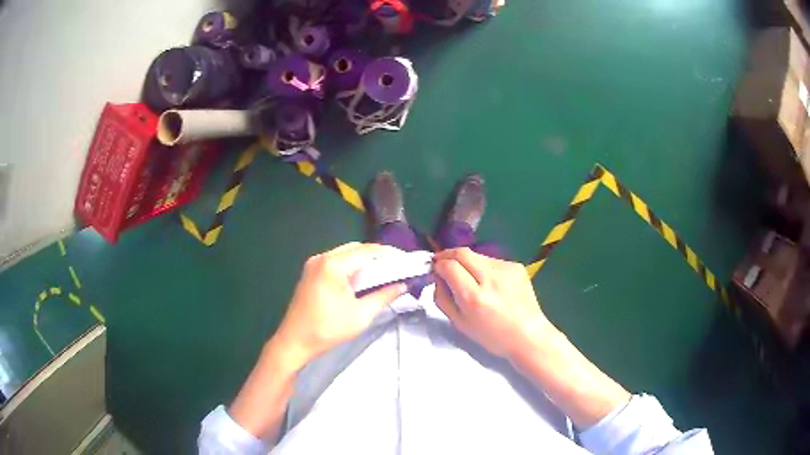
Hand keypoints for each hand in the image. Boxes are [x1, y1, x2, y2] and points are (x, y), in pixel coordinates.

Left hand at [273, 242, 407, 367]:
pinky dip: (350, 265)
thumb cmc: (328, 329)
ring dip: (363, 260)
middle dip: (376, 256)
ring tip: (382, 273)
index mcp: (333, 265)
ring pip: (345, 253)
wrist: (295, 341)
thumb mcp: (361, 315)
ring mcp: (314, 263)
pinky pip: (335, 261)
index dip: (388, 253)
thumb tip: (402, 285)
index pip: (367, 251)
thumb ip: (383, 296)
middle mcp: (322, 258)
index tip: (405, 260)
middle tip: (395, 267)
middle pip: (355, 248)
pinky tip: (361, 278)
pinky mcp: (310, 272)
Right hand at [433, 248, 554, 359]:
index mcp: (474, 297)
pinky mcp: (516, 266)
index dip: (438, 265)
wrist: (528, 335)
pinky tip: (489, 283)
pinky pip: (491, 261)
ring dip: (466, 262)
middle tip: (441, 262)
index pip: (449, 266)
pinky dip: (483, 268)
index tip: (434, 269)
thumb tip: (437, 276)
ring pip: (477, 255)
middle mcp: (491, 278)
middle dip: (448, 255)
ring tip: (468, 277)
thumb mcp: (459, 324)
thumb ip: (442, 298)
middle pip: (462, 253)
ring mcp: (506, 269)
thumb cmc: (492, 336)